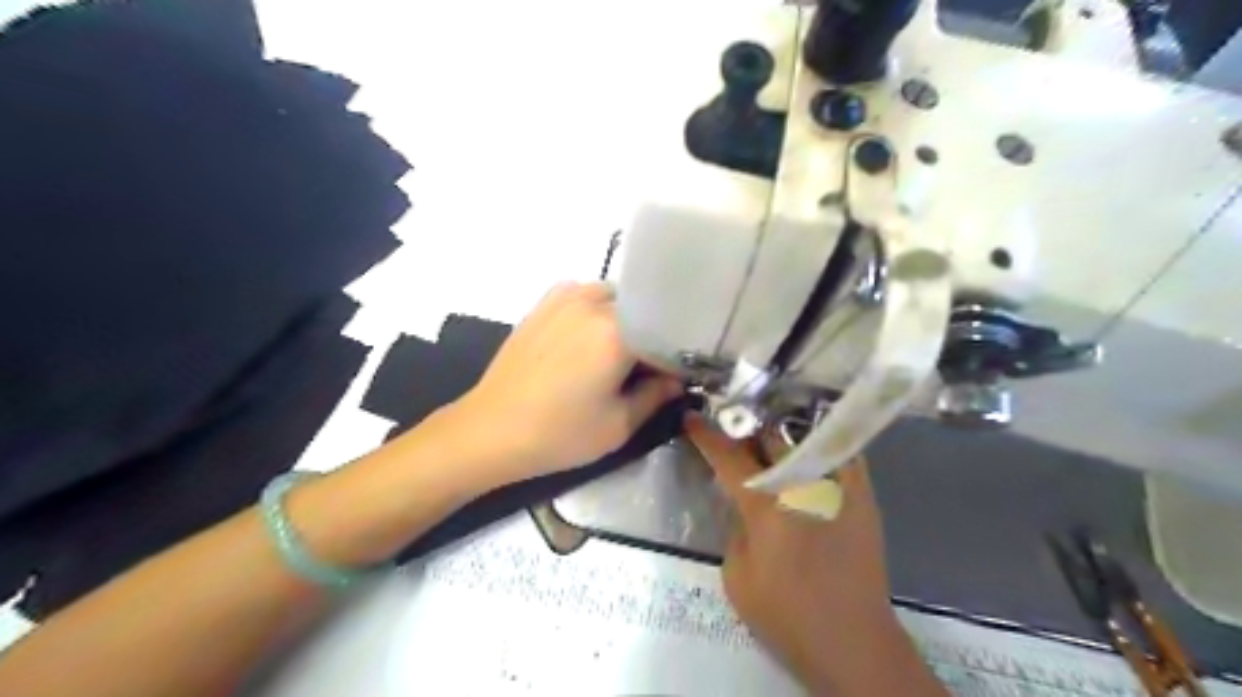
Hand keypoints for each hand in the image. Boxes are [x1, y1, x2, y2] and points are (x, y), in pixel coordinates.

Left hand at [460, 280, 683, 478]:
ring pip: (615, 299)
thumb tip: (676, 379)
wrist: (490, 430)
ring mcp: (566, 297)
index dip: (676, 357)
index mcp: (618, 330)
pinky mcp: (545, 303)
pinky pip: (585, 296)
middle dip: (651, 336)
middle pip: (642, 310)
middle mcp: (594, 302)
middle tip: (649, 368)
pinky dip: (597, 311)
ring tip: (619, 353)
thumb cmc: (559, 433)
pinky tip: (589, 338)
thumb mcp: (619, 425)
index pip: (666, 333)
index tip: (678, 376)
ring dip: (625, 320)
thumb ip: (656, 396)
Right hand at [684, 415, 947, 692]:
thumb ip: (736, 529)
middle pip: (770, 435)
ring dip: (781, 432)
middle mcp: (803, 483)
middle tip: (733, 428)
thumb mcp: (737, 576)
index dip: (706, 435)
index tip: (691, 417)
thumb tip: (745, 506)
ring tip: (768, 434)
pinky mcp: (863, 494)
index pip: (728, 456)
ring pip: (806, 436)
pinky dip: (818, 445)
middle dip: (747, 427)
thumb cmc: (787, 614)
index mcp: (766, 505)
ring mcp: (838, 485)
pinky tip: (807, 450)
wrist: (854, 641)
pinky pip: (839, 453)